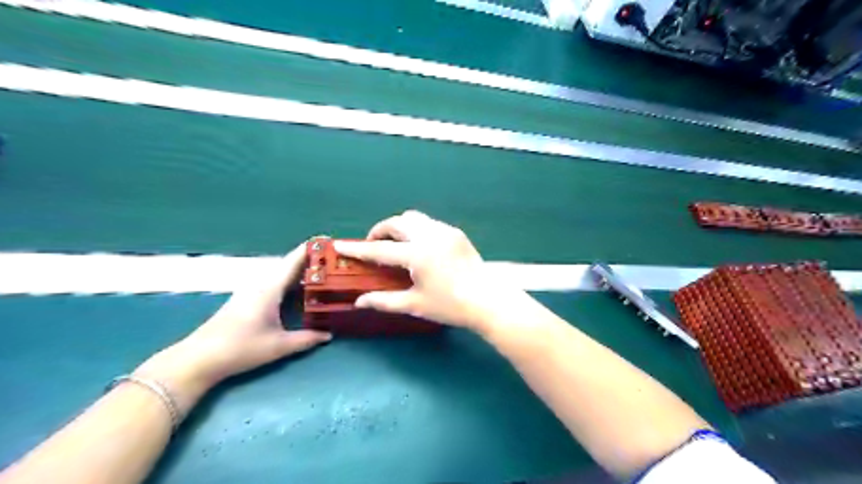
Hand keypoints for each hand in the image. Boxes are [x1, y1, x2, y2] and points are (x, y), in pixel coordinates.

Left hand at [135, 243, 330, 414]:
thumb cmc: (241, 348)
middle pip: (288, 265)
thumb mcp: (279, 346)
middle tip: (333, 260)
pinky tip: (298, 290)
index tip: (328, 239)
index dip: (310, 249)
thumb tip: (329, 334)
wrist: (199, 359)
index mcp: (270, 288)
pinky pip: (274, 283)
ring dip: (299, 271)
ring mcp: (251, 291)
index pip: (293, 261)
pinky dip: (289, 281)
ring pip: (280, 274)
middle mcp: (261, 284)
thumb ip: (306, 339)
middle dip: (310, 260)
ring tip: (321, 273)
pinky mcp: (246, 299)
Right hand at [334, 209, 524, 331]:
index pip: (380, 249)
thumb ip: (384, 301)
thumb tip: (359, 301)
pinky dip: (416, 229)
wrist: (489, 301)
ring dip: (399, 226)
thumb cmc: (451, 306)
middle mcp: (430, 236)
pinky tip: (418, 246)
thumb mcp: (415, 305)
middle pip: (397, 222)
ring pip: (414, 218)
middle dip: (380, 230)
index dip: (358, 249)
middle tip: (373, 245)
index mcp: (417, 255)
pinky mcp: (456, 233)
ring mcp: (445, 231)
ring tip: (395, 243)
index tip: (340, 245)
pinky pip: (429, 223)